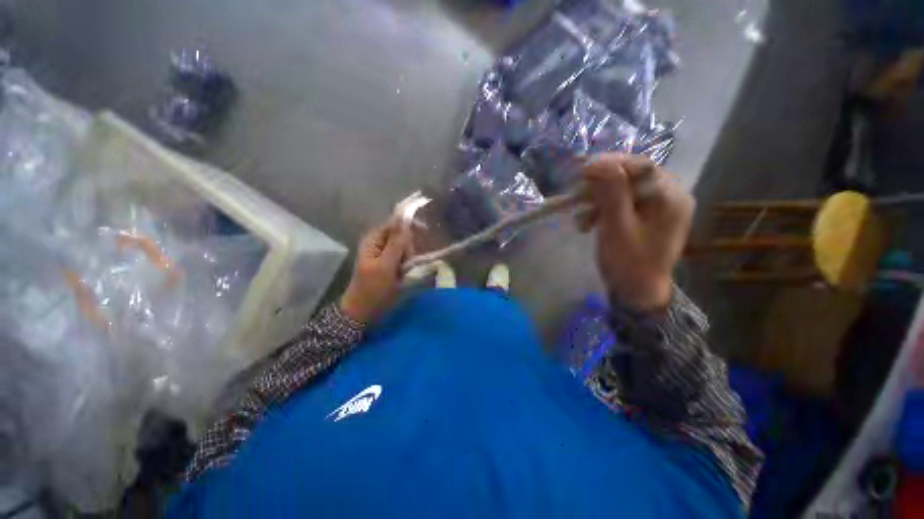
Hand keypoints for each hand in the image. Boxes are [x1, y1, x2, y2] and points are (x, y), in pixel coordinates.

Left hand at [340, 220, 413, 323]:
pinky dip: (406, 263)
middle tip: (405, 263)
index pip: (395, 223)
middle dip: (407, 247)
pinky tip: (404, 272)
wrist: (364, 310)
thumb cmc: (372, 288)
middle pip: (402, 235)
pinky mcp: (390, 263)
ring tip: (402, 272)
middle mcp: (379, 242)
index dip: (409, 225)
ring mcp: (385, 253)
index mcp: (374, 238)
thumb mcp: (385, 265)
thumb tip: (405, 219)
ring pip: (405, 247)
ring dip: (408, 258)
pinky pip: (403, 257)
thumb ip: (397, 243)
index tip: (425, 232)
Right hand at [578, 154, 693, 312]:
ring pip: (625, 190)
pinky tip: (589, 222)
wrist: (637, 292)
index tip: (581, 170)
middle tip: (577, 195)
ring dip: (599, 200)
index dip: (609, 164)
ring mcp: (660, 207)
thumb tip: (600, 161)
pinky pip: (624, 203)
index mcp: (670, 197)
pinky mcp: (649, 216)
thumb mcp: (617, 226)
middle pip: (632, 177)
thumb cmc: (628, 262)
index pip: (640, 166)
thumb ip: (612, 192)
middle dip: (601, 185)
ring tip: (581, 218)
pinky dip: (604, 209)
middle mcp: (671, 196)